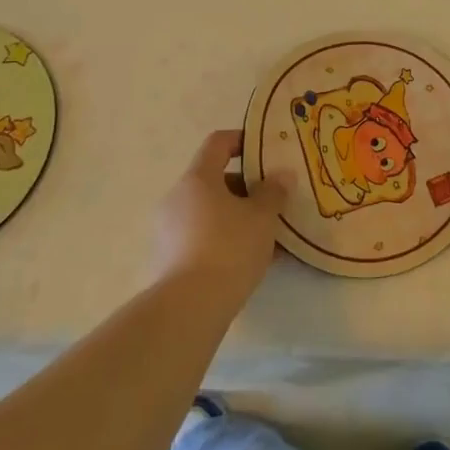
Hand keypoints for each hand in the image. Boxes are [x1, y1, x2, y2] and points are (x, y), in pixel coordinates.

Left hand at [150, 130, 286, 305]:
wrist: (189, 308)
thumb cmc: (229, 248)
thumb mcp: (262, 217)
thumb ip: (274, 192)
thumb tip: (281, 175)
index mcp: (197, 179)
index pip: (217, 143)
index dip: (242, 140)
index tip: (265, 150)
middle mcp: (177, 198)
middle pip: (214, 181)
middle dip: (247, 189)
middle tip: (274, 203)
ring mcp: (168, 230)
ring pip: (211, 213)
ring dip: (238, 218)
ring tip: (269, 238)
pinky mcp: (168, 260)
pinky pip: (202, 238)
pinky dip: (225, 241)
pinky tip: (251, 262)